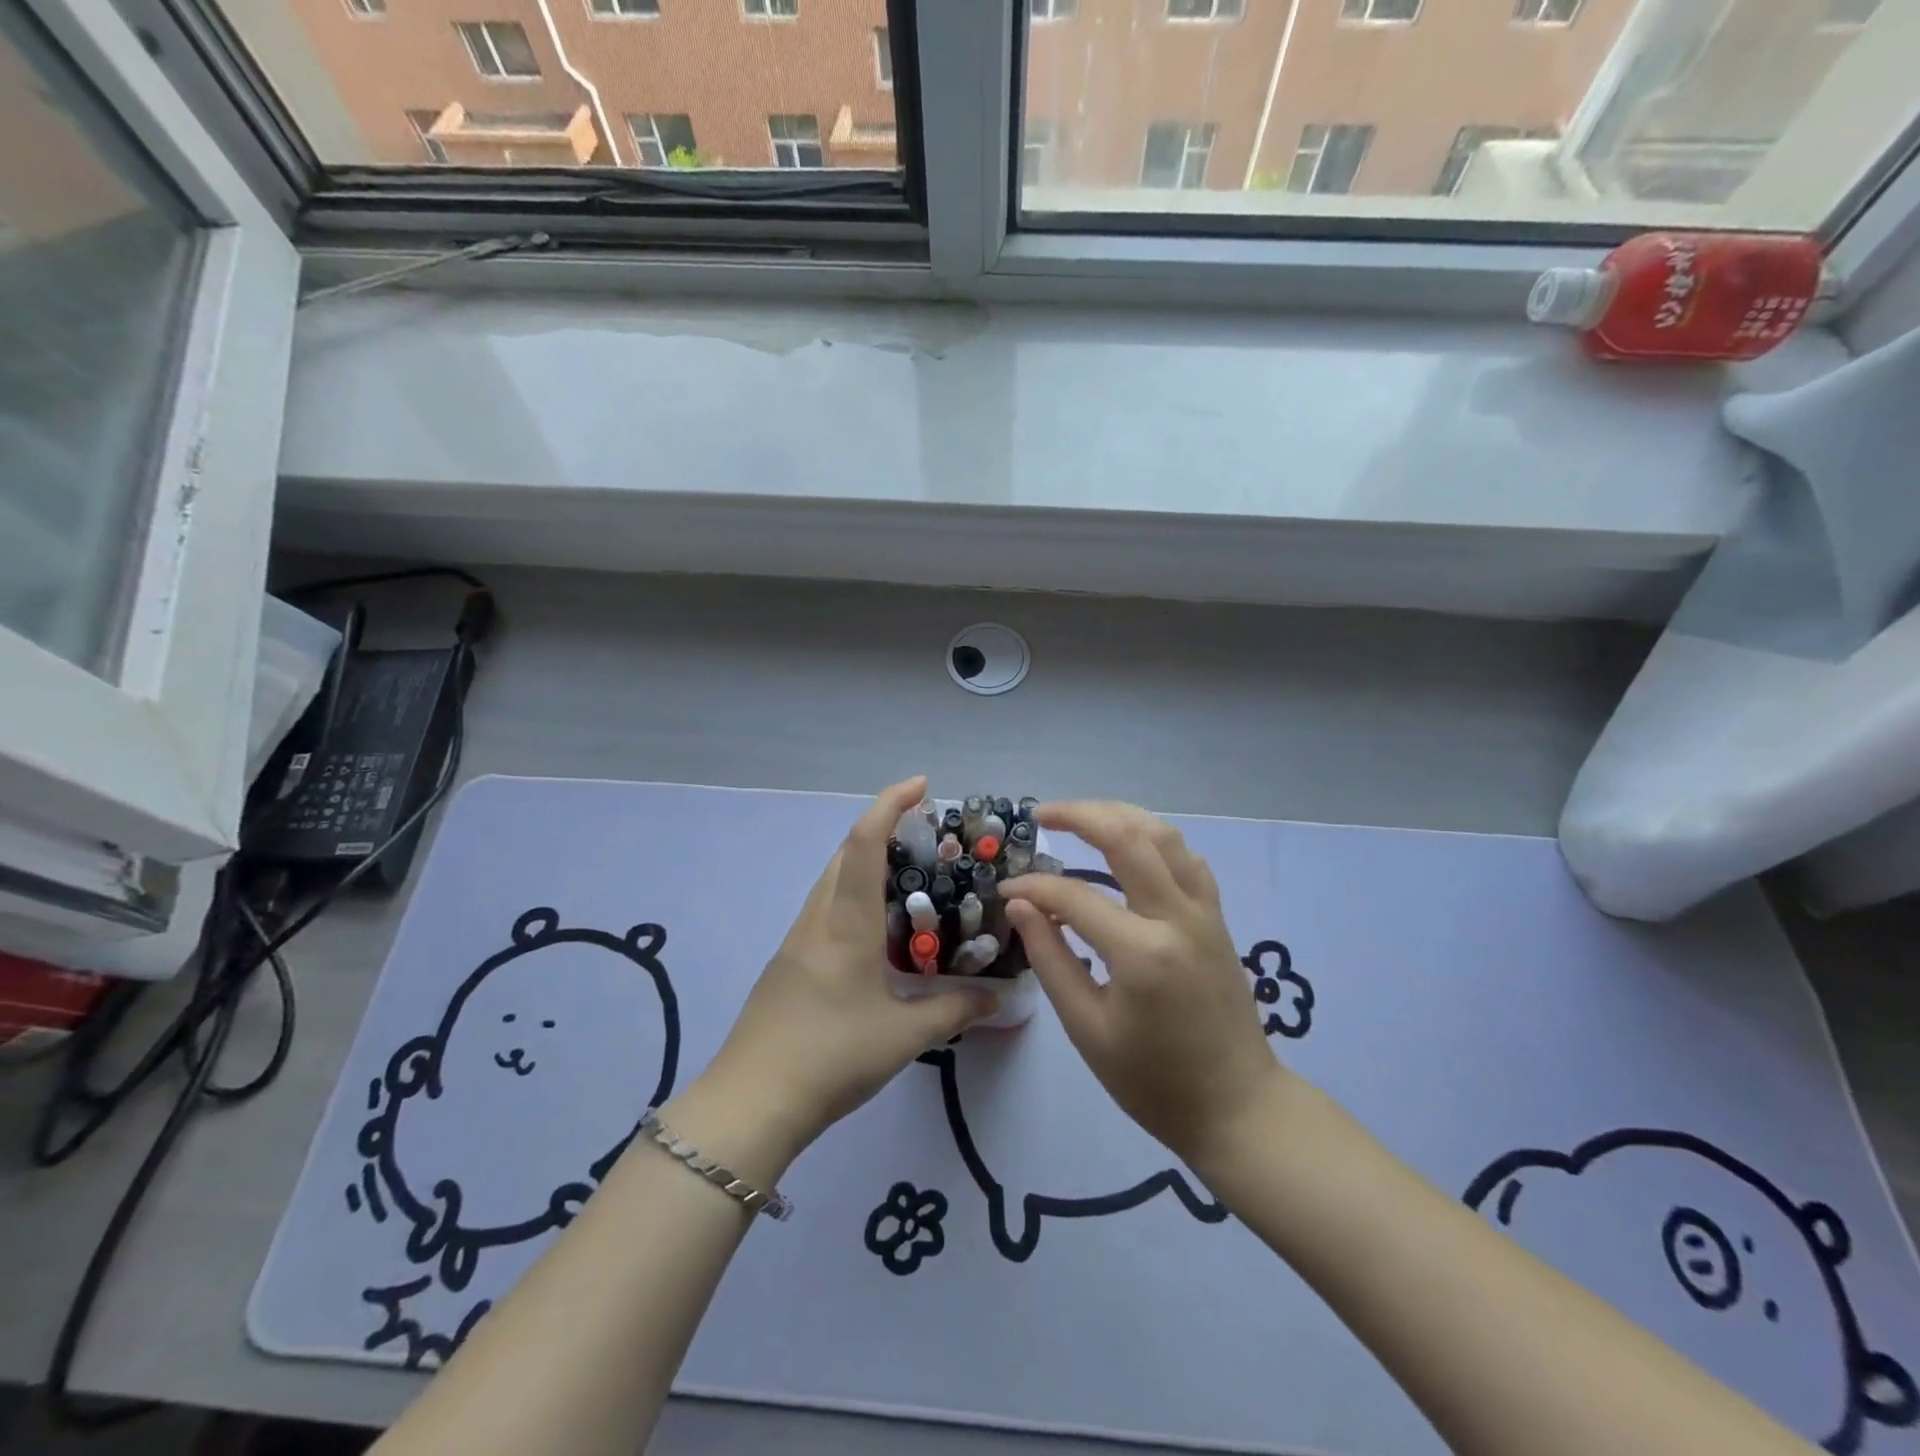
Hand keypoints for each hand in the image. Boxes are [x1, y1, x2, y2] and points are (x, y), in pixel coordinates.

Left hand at [688, 777, 995, 1167]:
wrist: (750, 1103)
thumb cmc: (830, 1057)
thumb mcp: (904, 1036)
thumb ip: (954, 1009)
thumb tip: (998, 997)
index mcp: (844, 923)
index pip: (864, 843)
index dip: (890, 805)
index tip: (921, 786)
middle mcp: (818, 920)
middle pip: (844, 853)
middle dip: (882, 828)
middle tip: (927, 836)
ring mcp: (797, 941)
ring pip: (832, 881)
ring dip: (865, 863)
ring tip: (910, 879)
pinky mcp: (789, 963)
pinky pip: (825, 910)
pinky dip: (854, 897)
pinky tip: (878, 930)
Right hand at [1002, 801, 1286, 1167]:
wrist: (1237, 1108)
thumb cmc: (1153, 1081)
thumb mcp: (1087, 1029)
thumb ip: (1050, 959)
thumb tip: (1021, 906)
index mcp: (1142, 952)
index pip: (1074, 896)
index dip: (1033, 888)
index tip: (1006, 892)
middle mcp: (1178, 917)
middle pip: (1128, 836)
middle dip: (1080, 815)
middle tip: (1042, 814)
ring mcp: (1204, 913)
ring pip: (1164, 836)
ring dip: (1119, 816)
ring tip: (1081, 818)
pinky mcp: (1217, 919)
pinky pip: (1186, 859)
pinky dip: (1153, 840)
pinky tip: (1130, 849)